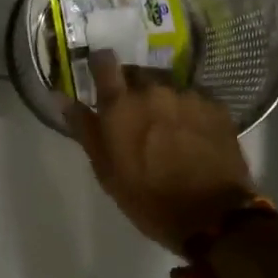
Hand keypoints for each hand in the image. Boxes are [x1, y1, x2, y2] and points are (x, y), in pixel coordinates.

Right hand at [64, 50, 259, 253]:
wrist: (212, 216)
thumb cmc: (148, 198)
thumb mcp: (106, 170)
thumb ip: (84, 128)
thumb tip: (61, 97)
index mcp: (121, 104)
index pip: (104, 62)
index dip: (100, 65)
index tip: (100, 76)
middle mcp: (154, 90)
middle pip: (138, 73)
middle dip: (133, 89)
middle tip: (134, 116)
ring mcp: (189, 96)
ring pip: (168, 86)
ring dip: (162, 100)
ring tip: (166, 128)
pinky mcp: (216, 106)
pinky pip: (195, 98)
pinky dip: (188, 111)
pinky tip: (191, 134)